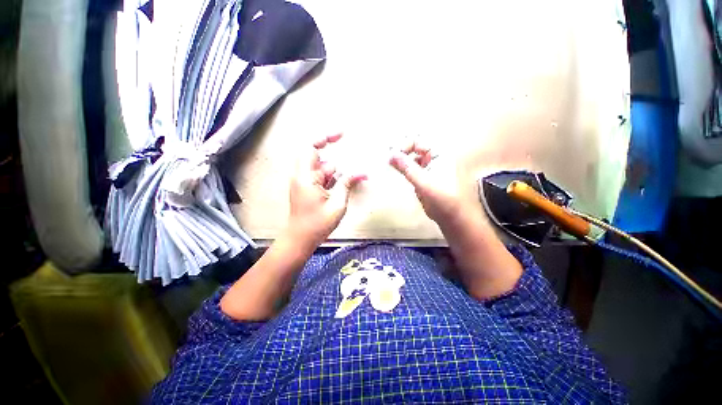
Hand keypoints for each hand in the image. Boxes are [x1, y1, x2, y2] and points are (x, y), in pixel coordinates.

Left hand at [288, 134, 366, 246]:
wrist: (301, 240)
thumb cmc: (317, 224)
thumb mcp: (337, 204)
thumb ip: (347, 184)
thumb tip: (361, 172)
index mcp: (306, 177)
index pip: (311, 147)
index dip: (326, 137)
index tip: (342, 134)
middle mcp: (302, 176)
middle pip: (319, 159)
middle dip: (336, 165)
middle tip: (347, 176)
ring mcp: (304, 183)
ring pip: (322, 170)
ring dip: (336, 175)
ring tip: (345, 188)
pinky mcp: (308, 189)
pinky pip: (322, 178)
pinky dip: (332, 181)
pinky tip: (341, 190)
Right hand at [390, 141, 521, 299]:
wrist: (453, 217)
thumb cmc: (442, 198)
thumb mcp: (423, 182)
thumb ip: (407, 167)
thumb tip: (391, 154)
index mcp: (440, 153)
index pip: (418, 141)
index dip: (403, 146)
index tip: (391, 157)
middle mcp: (436, 157)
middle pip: (415, 147)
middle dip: (401, 151)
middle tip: (388, 160)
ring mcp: (431, 166)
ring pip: (413, 157)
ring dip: (402, 160)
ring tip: (391, 165)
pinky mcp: (427, 176)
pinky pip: (414, 167)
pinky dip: (405, 168)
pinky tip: (399, 172)